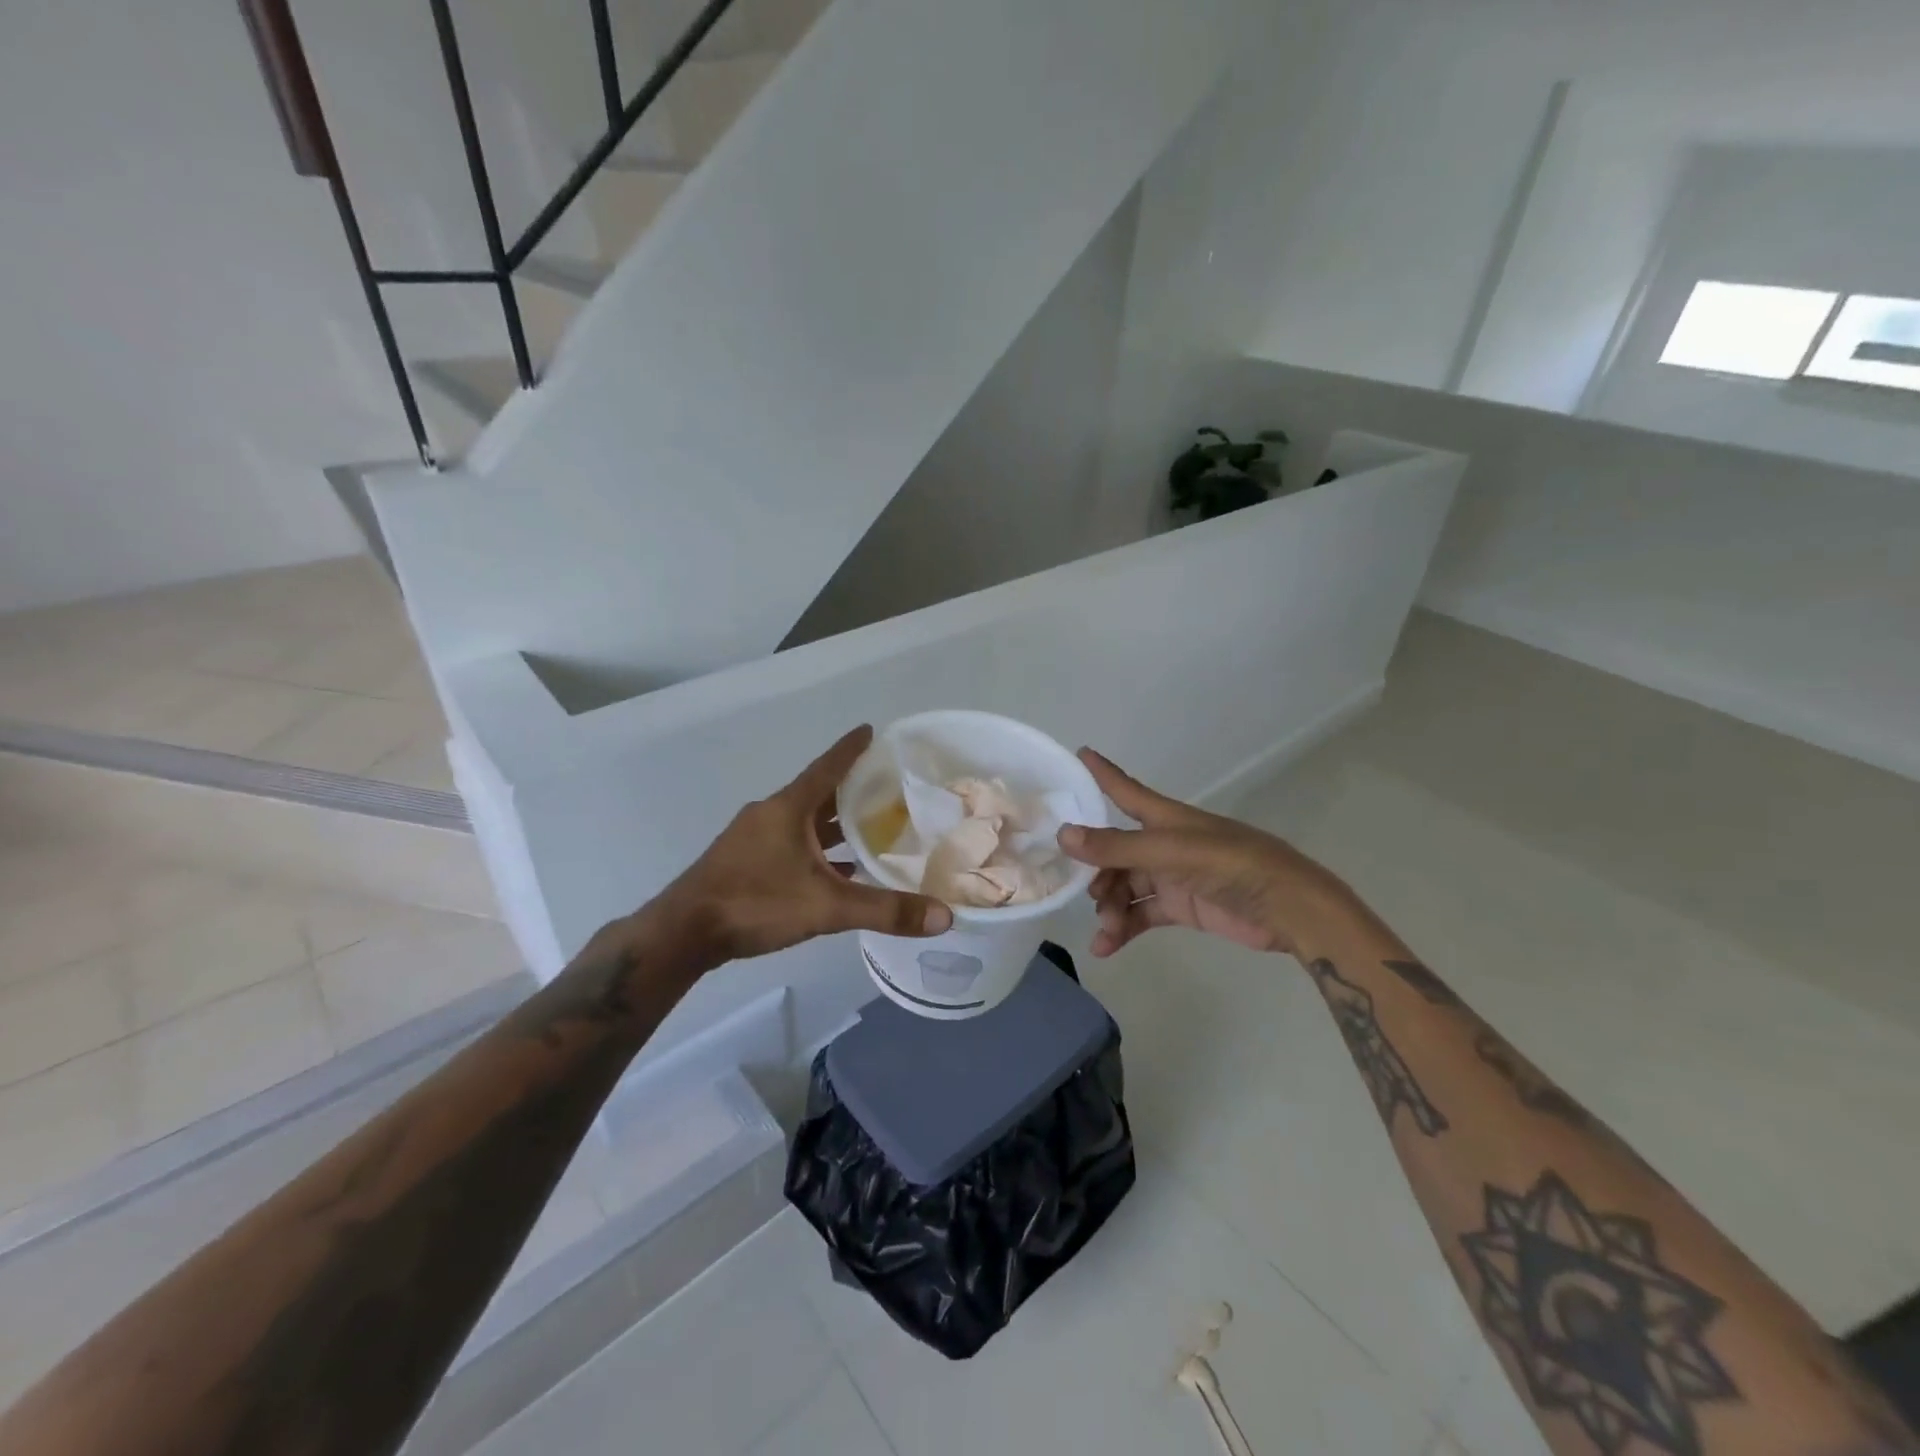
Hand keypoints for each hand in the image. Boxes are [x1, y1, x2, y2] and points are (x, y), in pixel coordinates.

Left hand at [641, 726, 952, 969]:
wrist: (683, 933)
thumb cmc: (754, 903)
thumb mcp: (826, 907)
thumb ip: (884, 910)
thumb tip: (944, 917)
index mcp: (788, 808)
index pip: (827, 767)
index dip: (851, 749)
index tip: (870, 730)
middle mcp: (770, 814)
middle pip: (818, 794)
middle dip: (851, 789)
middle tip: (887, 787)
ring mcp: (753, 838)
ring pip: (803, 822)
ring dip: (833, 823)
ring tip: (870, 827)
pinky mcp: (744, 862)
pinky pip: (790, 844)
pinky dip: (816, 849)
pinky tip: (836, 868)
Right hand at [1057, 749, 1352, 960]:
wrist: (1288, 908)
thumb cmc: (1231, 864)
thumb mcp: (1170, 852)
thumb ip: (1117, 848)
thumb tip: (1063, 834)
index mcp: (1164, 818)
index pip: (1124, 789)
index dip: (1101, 772)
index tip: (1078, 752)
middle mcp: (1163, 843)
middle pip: (1115, 851)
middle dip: (1096, 871)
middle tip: (1089, 895)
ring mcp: (1171, 876)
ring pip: (1125, 886)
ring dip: (1110, 907)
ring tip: (1107, 928)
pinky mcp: (1181, 906)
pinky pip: (1141, 914)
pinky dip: (1123, 928)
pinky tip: (1105, 946)